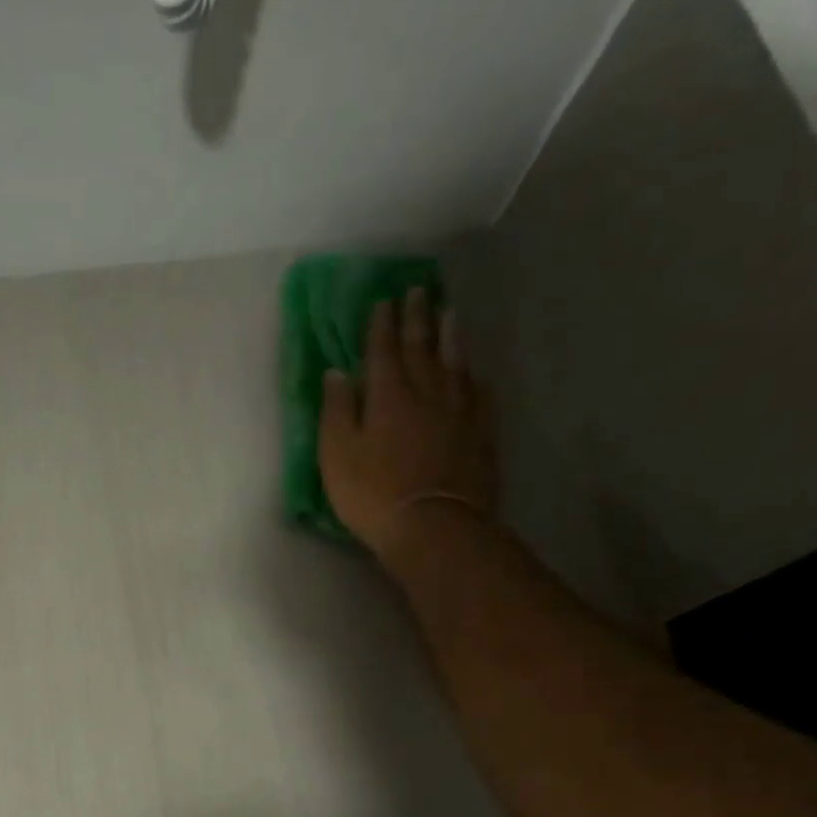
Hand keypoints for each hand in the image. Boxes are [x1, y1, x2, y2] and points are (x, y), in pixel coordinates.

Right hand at [318, 288, 497, 555]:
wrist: (434, 525)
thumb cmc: (373, 494)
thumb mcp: (337, 455)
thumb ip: (336, 411)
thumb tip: (336, 373)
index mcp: (388, 396)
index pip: (383, 350)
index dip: (381, 325)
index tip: (383, 300)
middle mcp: (427, 392)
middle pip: (423, 347)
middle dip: (418, 317)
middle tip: (419, 291)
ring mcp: (459, 411)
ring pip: (455, 362)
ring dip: (450, 336)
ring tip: (450, 313)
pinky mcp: (480, 433)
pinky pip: (479, 394)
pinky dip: (473, 376)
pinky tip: (474, 372)